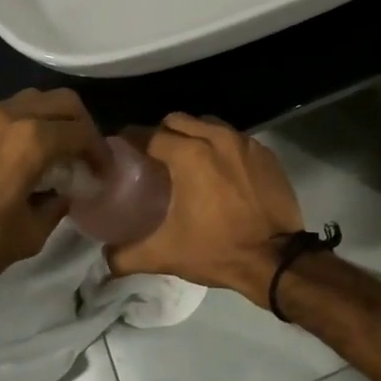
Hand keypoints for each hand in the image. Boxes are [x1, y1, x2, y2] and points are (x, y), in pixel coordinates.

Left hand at [0, 89, 105, 290]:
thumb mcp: (30, 232)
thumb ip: (56, 205)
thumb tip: (64, 193)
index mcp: (32, 140)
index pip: (81, 134)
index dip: (99, 153)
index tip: (105, 174)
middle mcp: (13, 116)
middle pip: (63, 103)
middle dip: (83, 126)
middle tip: (88, 157)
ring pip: (37, 100)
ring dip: (56, 119)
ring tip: (62, 152)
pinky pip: (15, 111)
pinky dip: (33, 123)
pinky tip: (33, 154)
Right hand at [105, 113, 302, 302]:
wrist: (276, 260)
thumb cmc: (218, 249)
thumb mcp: (166, 254)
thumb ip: (127, 255)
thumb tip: (104, 259)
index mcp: (189, 153)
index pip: (150, 135)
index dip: (133, 142)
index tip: (123, 153)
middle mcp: (216, 137)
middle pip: (178, 121)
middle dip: (163, 133)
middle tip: (154, 158)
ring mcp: (244, 142)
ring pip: (208, 125)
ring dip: (193, 136)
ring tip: (187, 161)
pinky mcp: (265, 153)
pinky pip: (234, 139)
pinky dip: (221, 148)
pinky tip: (219, 172)